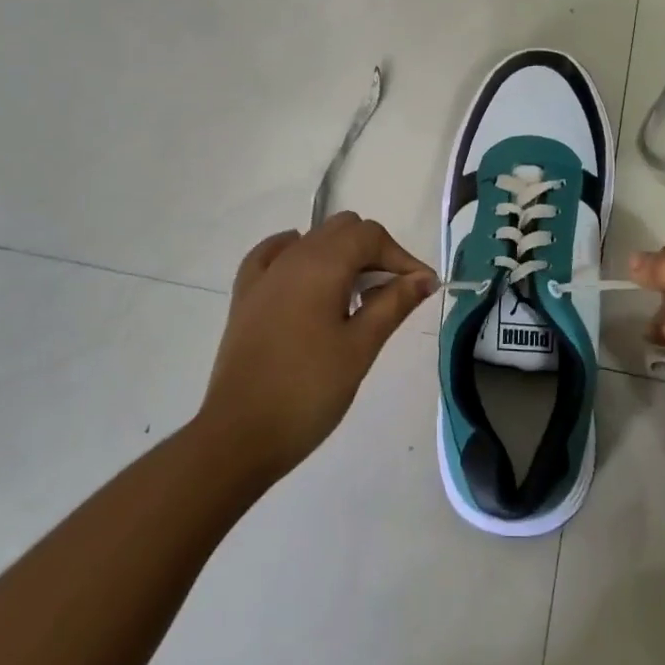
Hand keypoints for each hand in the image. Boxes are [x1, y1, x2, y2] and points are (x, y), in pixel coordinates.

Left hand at [200, 213, 438, 479]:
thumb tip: (424, 277)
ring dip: (341, 256)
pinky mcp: (245, 296)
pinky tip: (307, 279)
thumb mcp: (361, 347)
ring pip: (312, 240)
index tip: (421, 289)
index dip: (401, 256)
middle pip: (342, 229)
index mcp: (322, 265)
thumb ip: (394, 303)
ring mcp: (264, 275)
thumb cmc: (309, 390)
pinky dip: (299, 257)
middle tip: (392, 294)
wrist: (240, 434)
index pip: (370, 236)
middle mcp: (291, 257)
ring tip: (357, 298)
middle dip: (374, 252)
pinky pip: (274, 255)